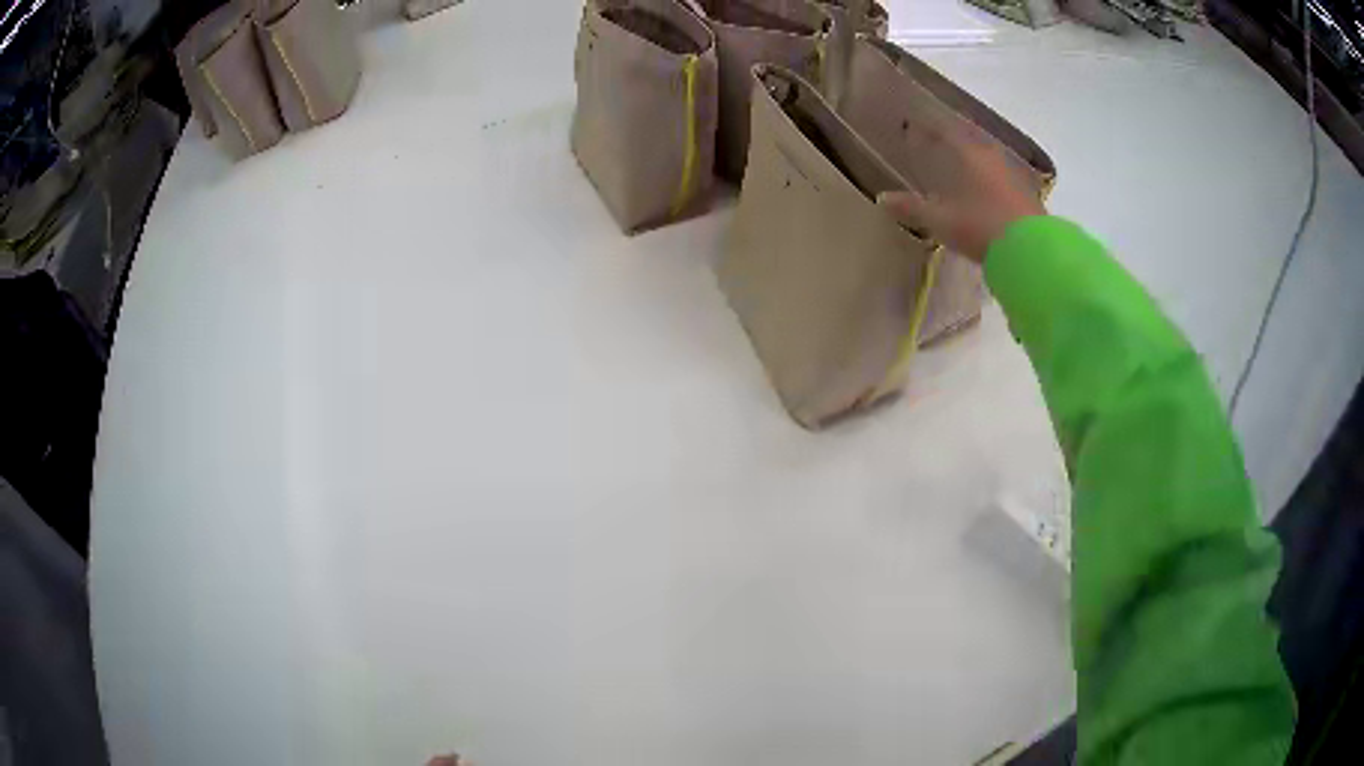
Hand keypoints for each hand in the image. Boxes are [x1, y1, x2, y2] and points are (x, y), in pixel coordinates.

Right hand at [877, 124, 1044, 263]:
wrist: (1031, 251)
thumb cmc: (981, 227)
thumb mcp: (940, 220)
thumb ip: (911, 208)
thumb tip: (882, 198)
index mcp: (968, 152)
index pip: (943, 129)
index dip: (927, 127)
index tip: (914, 125)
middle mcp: (990, 155)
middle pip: (968, 139)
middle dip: (951, 140)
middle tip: (936, 142)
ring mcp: (1012, 173)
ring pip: (986, 157)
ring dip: (972, 158)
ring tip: (959, 165)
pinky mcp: (1026, 193)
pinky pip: (1000, 175)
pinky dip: (988, 177)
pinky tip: (985, 189)